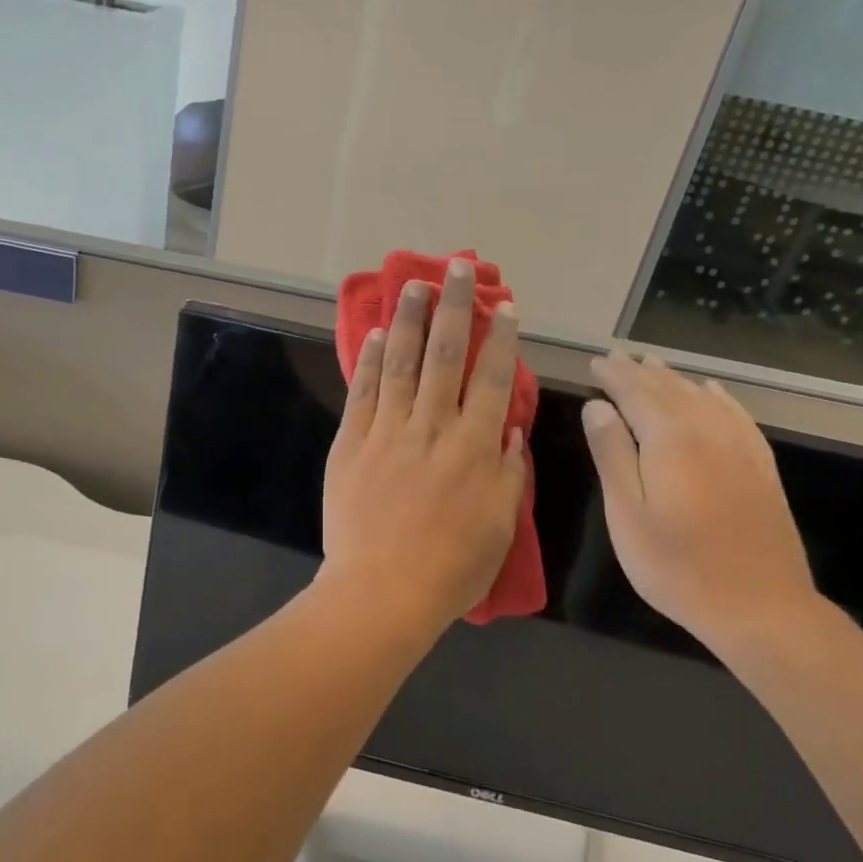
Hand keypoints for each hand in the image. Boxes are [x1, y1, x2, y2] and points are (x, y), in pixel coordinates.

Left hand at [322, 260, 527, 633]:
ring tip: (415, 284)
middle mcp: (433, 427)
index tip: (504, 306)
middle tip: (457, 269)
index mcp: (474, 448)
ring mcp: (388, 431)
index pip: (492, 379)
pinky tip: (379, 334)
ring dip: (411, 320)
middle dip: (455, 308)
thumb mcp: (500, 527)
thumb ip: (509, 473)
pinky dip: (373, 360)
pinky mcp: (352, 442)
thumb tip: (510, 430)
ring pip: (403, 363)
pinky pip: (365, 391)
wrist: (381, 592)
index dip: (501, 339)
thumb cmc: (451, 568)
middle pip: (447, 355)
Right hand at [581, 353, 820, 655]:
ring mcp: (740, 447)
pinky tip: (710, 392)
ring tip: (653, 364)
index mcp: (670, 439)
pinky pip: (736, 415)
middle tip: (617, 357)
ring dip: (673, 378)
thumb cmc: (676, 564)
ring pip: (701, 397)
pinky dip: (717, 397)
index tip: (595, 362)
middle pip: (668, 389)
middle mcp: (707, 431)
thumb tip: (597, 406)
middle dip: (639, 371)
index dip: (613, 375)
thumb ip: (611, 453)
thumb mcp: (626, 512)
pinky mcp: (760, 466)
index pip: (635, 392)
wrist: (760, 607)